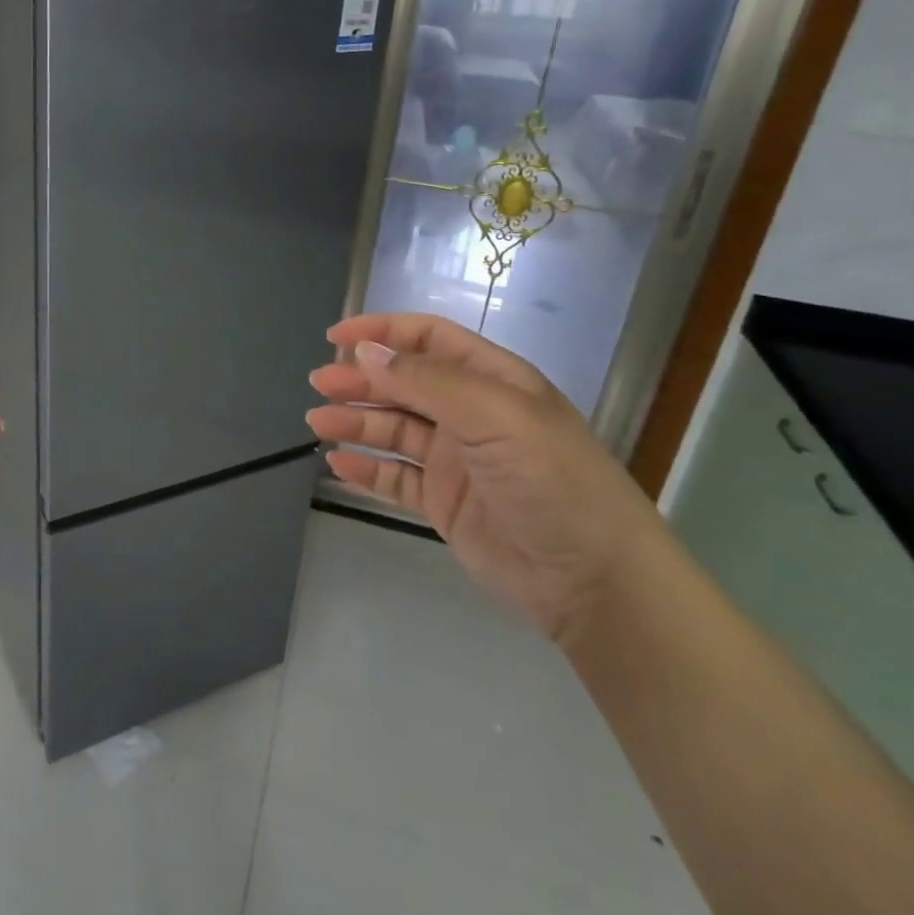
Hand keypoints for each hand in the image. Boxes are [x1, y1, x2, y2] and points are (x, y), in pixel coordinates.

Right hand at [306, 312, 662, 644]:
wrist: (595, 582)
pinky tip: (338, 464)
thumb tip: (366, 352)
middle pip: (404, 383)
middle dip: (360, 379)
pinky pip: (396, 477)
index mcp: (493, 380)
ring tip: (318, 423)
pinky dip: (366, 469)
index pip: (429, 339)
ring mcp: (457, 460)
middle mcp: (472, 413)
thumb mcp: (496, 415)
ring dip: (356, 422)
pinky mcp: (445, 503)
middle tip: (319, 385)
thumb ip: (427, 381)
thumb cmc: (552, 481)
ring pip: (394, 429)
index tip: (336, 338)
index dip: (383, 332)